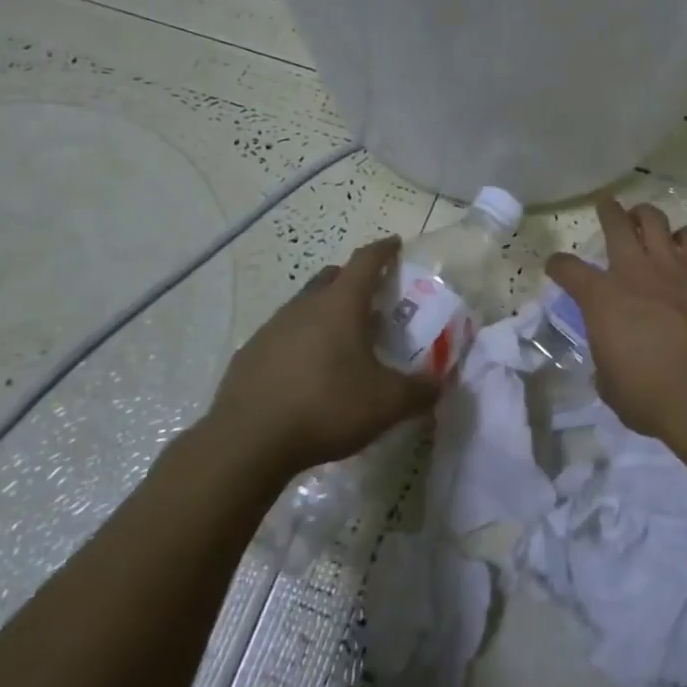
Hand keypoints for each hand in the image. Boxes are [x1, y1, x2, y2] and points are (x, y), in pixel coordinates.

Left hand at [203, 236, 437, 475]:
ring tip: (341, 340)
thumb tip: (439, 385)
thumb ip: (419, 391)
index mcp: (341, 305)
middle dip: (353, 279)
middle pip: (332, 277)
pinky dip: (301, 342)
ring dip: (325, 312)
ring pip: (305, 306)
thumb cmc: (326, 408)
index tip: (395, 244)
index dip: (383, 250)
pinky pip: (283, 336)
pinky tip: (307, 372)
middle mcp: (305, 306)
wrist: (247, 442)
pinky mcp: (249, 355)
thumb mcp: (387, 404)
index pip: (366, 261)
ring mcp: (272, 328)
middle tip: (372, 298)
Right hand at [544, 200, 686, 442]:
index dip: (558, 266)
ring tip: (643, 217)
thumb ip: (606, 357)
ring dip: (645, 215)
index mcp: (600, 299)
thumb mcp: (609, 382)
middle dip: (607, 211)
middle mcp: (633, 272)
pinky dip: (686, 238)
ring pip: (654, 220)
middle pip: (616, 224)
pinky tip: (684, 244)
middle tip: (606, 204)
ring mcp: (671, 267)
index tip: (556, 266)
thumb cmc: (647, 395)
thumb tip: (611, 354)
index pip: (568, 270)